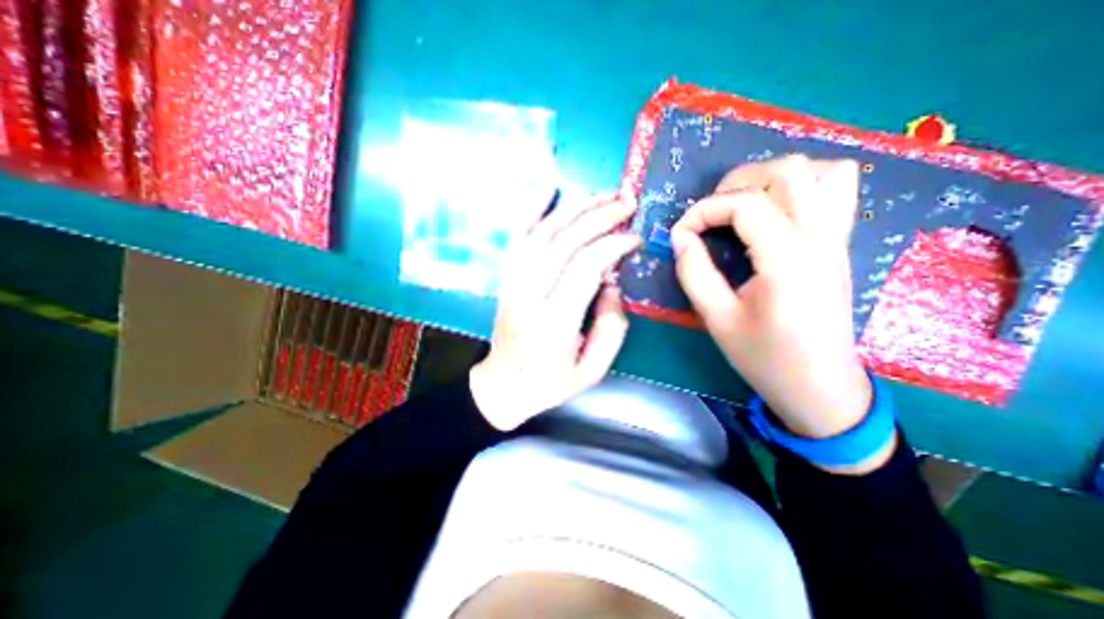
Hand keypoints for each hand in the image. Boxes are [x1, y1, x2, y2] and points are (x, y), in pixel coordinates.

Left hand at [471, 192, 644, 429]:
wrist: (502, 385)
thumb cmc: (549, 383)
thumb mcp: (592, 369)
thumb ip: (611, 327)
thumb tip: (612, 284)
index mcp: (553, 322)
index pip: (584, 267)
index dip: (613, 245)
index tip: (635, 238)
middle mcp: (529, 295)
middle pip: (564, 242)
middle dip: (599, 217)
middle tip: (627, 203)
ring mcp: (512, 283)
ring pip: (542, 232)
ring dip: (574, 208)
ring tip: (603, 193)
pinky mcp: (506, 278)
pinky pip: (517, 236)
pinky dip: (532, 209)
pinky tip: (549, 188)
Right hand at [668, 156, 891, 473]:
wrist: (819, 386)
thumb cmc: (764, 356)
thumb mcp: (716, 318)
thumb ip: (694, 272)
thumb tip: (681, 237)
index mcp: (787, 259)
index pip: (744, 204)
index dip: (703, 211)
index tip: (680, 235)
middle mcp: (819, 237)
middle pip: (785, 172)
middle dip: (734, 184)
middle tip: (708, 214)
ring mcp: (836, 238)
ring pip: (819, 170)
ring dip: (771, 177)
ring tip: (741, 203)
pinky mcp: (839, 244)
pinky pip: (837, 189)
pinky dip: (805, 183)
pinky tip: (776, 208)